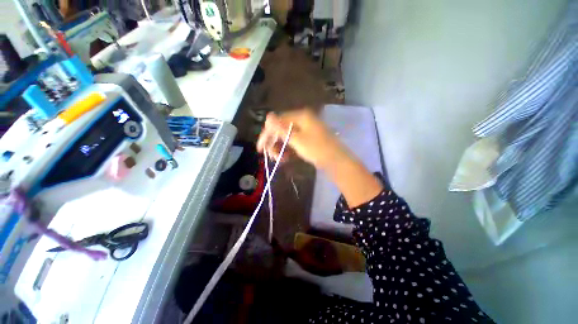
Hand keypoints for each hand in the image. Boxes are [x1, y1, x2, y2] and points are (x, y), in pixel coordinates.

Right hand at [256, 108, 383, 206]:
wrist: (337, 162)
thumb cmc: (318, 150)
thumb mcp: (297, 140)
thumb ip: (281, 129)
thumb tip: (268, 116)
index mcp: (301, 116)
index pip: (277, 122)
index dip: (267, 135)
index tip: (260, 149)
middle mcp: (302, 120)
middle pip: (282, 129)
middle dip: (274, 143)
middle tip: (271, 157)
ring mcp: (306, 130)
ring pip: (287, 137)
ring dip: (281, 148)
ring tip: (280, 160)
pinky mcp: (308, 139)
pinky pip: (294, 142)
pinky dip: (289, 150)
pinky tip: (286, 158)